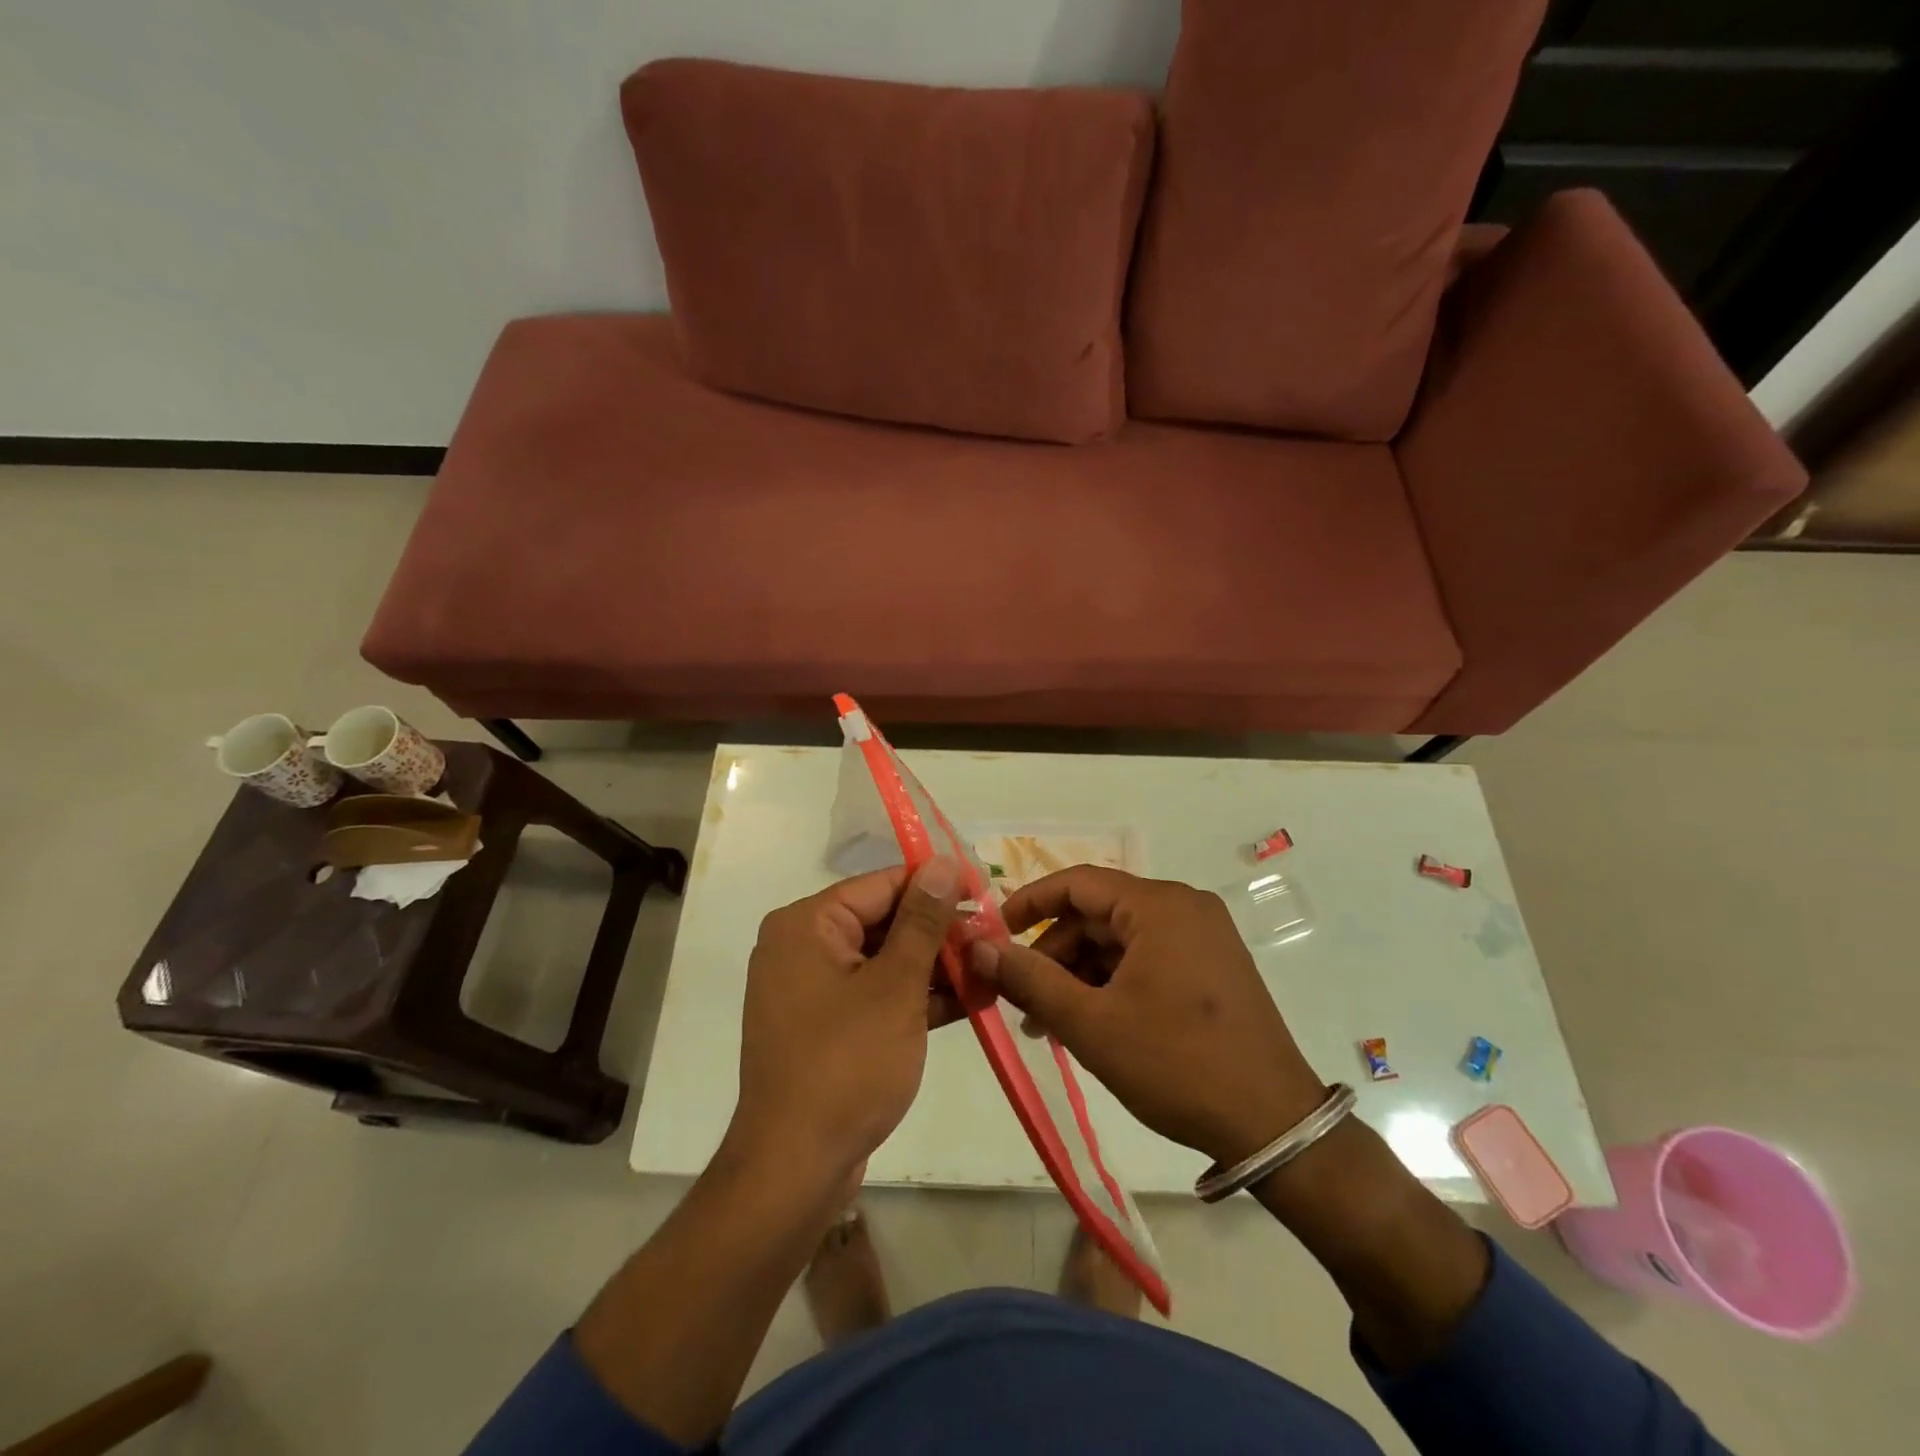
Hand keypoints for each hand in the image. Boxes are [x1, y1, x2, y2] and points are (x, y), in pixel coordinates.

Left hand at [730, 860, 961, 1182]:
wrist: (794, 1170)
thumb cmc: (846, 1065)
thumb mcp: (895, 987)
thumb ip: (923, 922)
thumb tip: (943, 863)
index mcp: (807, 925)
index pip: (882, 885)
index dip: (936, 885)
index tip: (985, 891)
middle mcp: (803, 948)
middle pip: (883, 922)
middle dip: (940, 932)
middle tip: (994, 937)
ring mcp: (813, 991)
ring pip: (884, 961)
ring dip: (936, 967)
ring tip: (991, 968)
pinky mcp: (827, 1028)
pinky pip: (876, 996)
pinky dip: (916, 998)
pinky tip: (970, 1000)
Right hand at [969, 867, 1325, 1166]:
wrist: (1274, 1126)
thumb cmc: (1176, 1064)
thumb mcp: (1091, 1024)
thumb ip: (1029, 979)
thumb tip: (978, 946)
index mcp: (1159, 905)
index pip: (1078, 882)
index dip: (1029, 902)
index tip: (994, 932)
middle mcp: (1185, 908)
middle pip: (1098, 914)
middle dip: (1054, 953)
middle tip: (1021, 998)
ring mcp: (1204, 937)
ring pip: (1121, 940)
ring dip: (1081, 973)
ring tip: (1050, 1024)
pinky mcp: (1213, 967)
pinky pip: (1147, 958)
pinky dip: (1113, 982)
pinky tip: (1092, 1023)